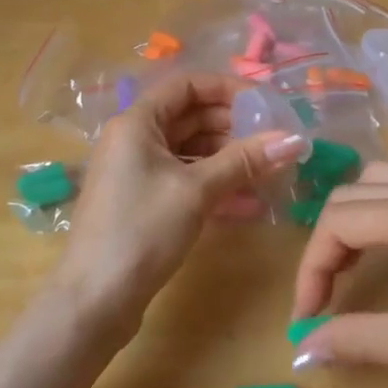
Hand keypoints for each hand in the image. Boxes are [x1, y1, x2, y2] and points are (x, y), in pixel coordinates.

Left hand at [52, 74, 309, 335]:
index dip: (227, 89)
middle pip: (189, 116)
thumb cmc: (142, 231)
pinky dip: (214, 184)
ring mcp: (136, 172)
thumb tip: (294, 139)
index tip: (264, 104)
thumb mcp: (197, 191)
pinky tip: (248, 201)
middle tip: (272, 140)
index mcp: (137, 122)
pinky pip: (184, 179)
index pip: (187, 85)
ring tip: (267, 170)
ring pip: (189, 150)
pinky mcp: (143, 202)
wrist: (93, 301)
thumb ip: (245, 161)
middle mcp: (133, 139)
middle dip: (233, 125)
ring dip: (227, 157)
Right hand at [291, 161, 387, 387]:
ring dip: (357, 215)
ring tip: (353, 262)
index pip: (338, 223)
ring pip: (383, 178)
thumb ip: (353, 339)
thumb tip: (302, 350)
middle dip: (329, 244)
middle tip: (325, 295)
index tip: (307, 316)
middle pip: (352, 195)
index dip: (312, 269)